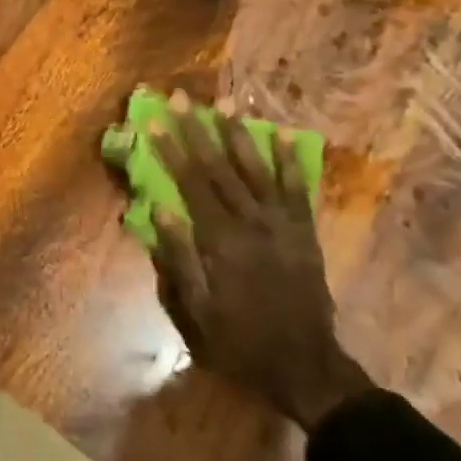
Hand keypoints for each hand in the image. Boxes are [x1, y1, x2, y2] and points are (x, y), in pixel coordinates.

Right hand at [149, 93, 372, 429]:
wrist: (304, 363)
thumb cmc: (239, 340)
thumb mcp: (197, 309)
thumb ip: (180, 257)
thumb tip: (160, 209)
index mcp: (221, 241)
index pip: (191, 184)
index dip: (173, 150)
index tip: (157, 121)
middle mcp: (252, 223)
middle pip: (220, 167)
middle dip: (198, 130)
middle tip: (182, 97)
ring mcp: (282, 225)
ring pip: (257, 169)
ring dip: (239, 134)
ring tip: (225, 104)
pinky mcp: (304, 232)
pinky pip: (297, 188)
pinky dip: (289, 160)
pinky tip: (281, 134)